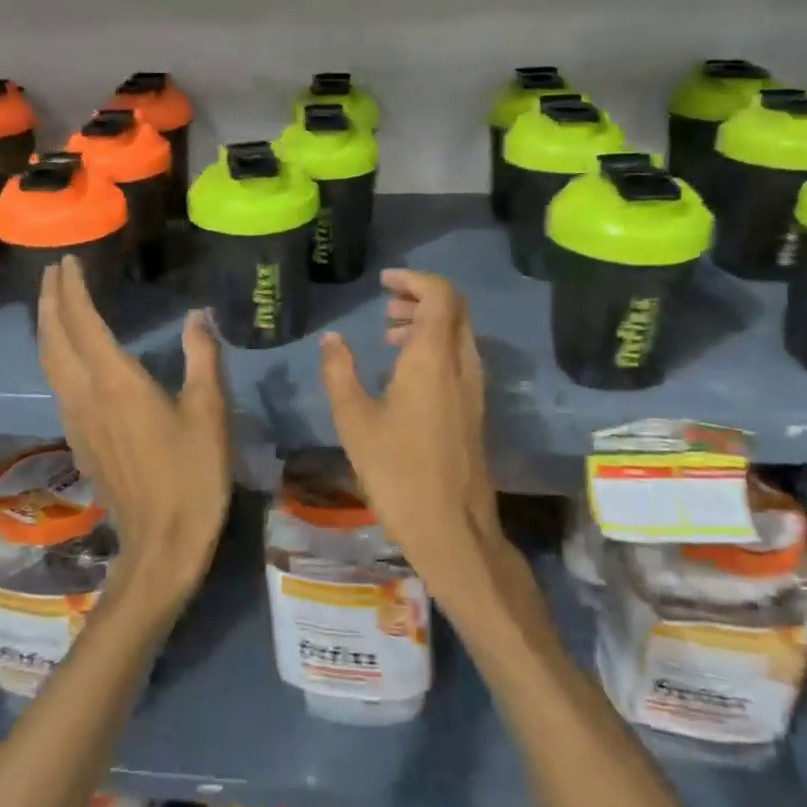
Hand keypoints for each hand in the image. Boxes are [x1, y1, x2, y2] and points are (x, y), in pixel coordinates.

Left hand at [37, 256, 230, 607]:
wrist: (162, 542)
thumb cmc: (192, 474)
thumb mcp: (208, 412)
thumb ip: (201, 358)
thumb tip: (197, 316)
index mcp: (115, 382)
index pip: (82, 323)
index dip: (72, 290)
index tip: (67, 262)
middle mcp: (85, 395)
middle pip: (53, 339)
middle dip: (49, 302)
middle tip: (52, 274)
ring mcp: (76, 420)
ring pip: (49, 363)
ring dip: (48, 327)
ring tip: (53, 304)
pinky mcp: (78, 440)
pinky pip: (57, 384)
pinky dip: (55, 355)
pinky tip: (68, 356)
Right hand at [319, 270, 513, 603]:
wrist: (451, 527)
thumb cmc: (397, 471)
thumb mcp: (354, 420)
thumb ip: (339, 372)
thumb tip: (332, 340)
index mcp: (434, 358)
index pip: (440, 295)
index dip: (414, 279)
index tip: (384, 282)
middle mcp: (462, 364)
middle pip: (454, 309)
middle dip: (420, 297)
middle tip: (385, 305)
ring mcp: (474, 388)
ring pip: (458, 334)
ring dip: (427, 323)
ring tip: (388, 336)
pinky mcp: (474, 409)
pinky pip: (458, 358)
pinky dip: (434, 347)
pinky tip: (403, 373)